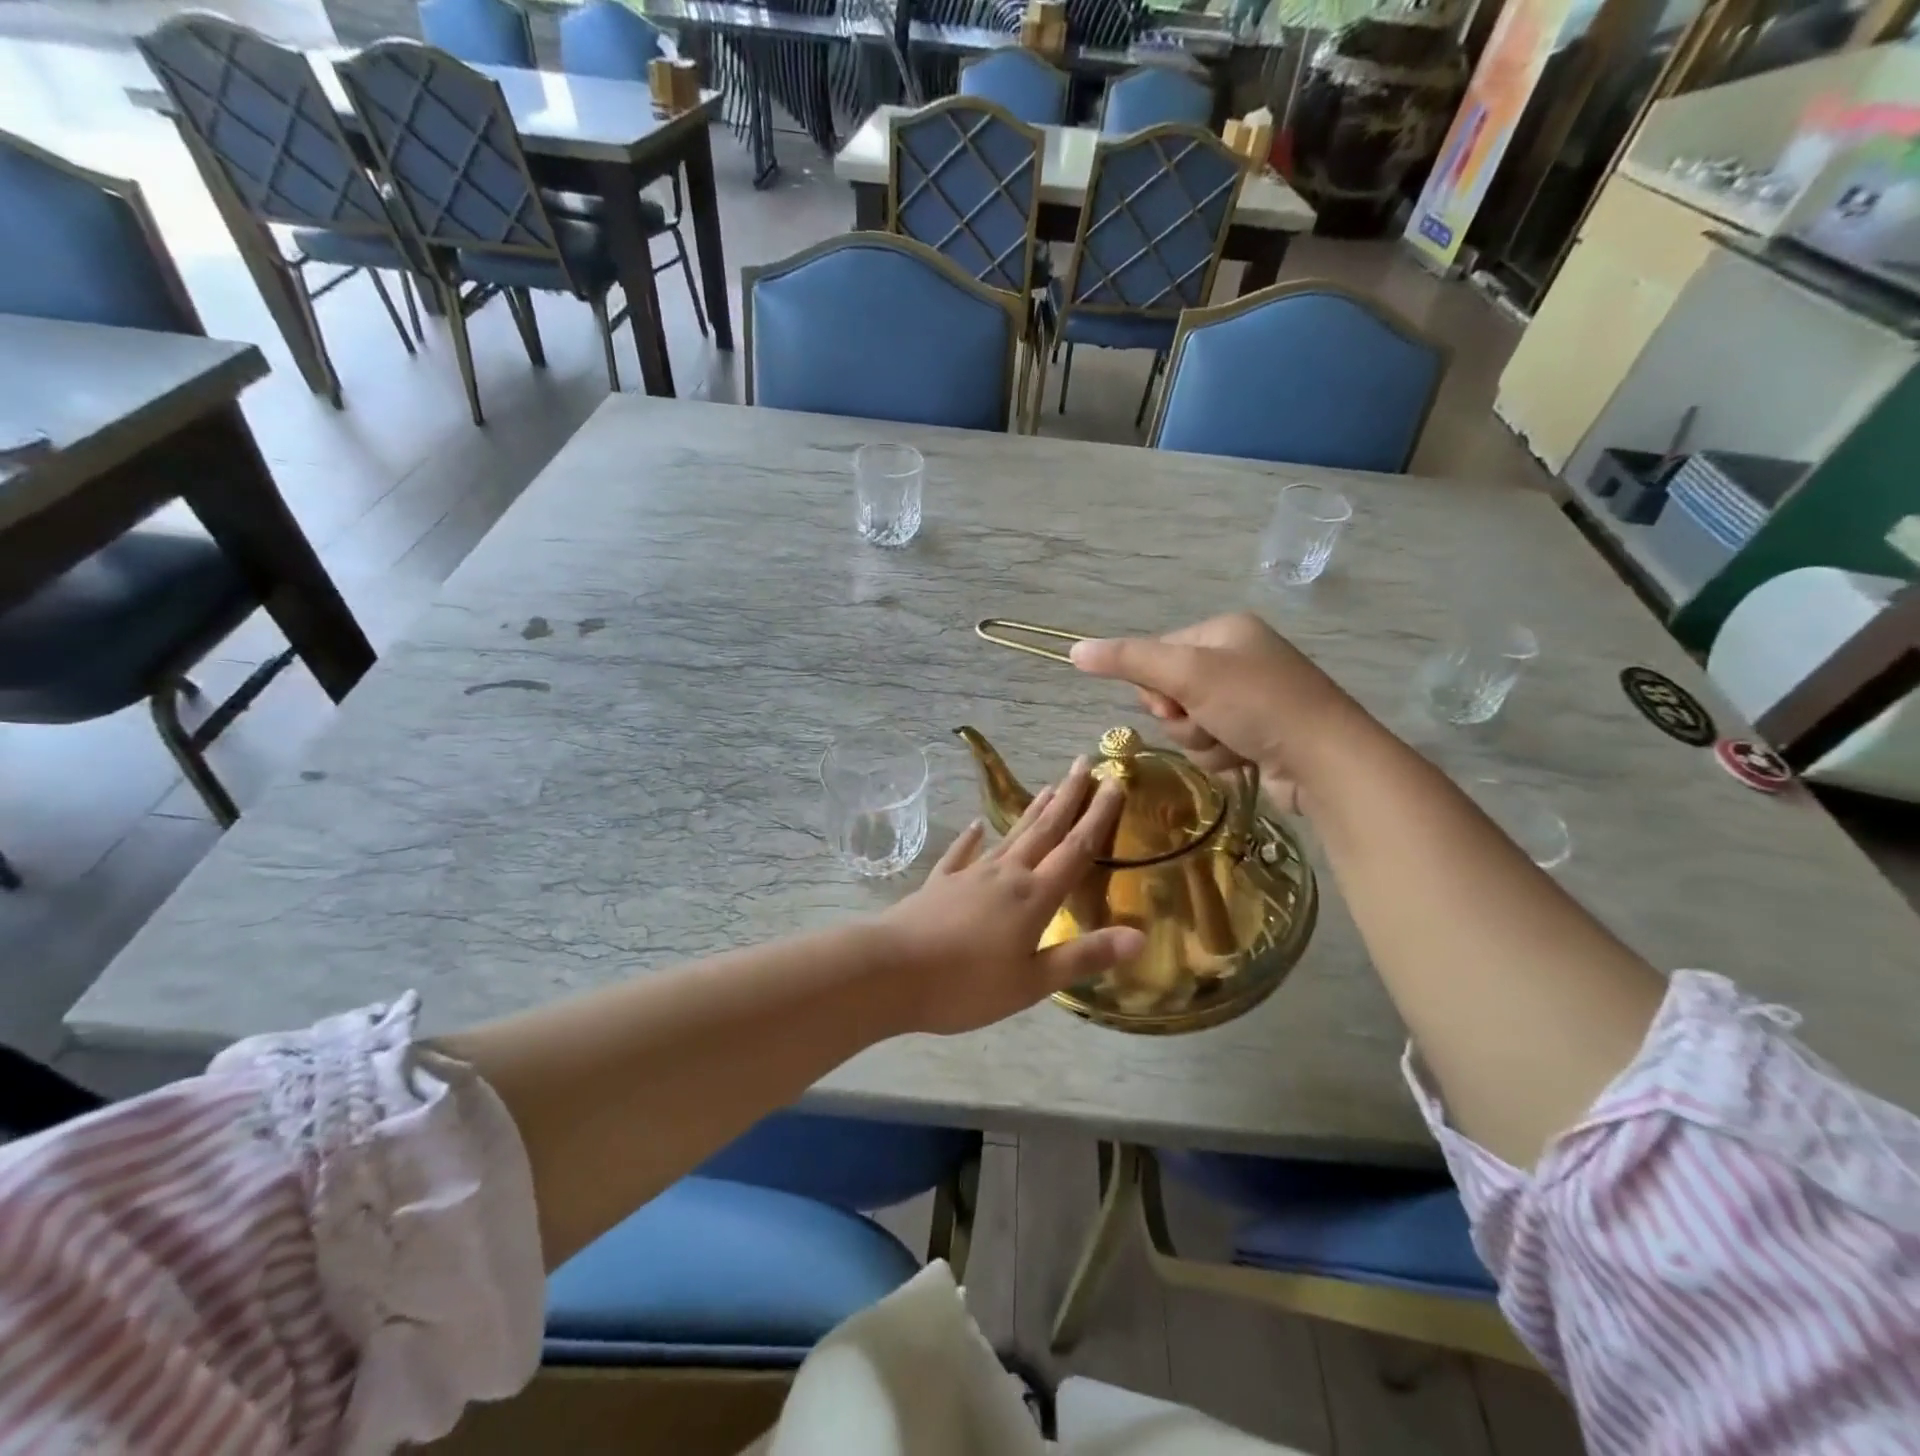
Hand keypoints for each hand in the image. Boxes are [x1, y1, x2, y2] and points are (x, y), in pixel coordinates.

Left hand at [876, 758, 1142, 1034]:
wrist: (890, 972)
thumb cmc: (966, 985)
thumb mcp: (1032, 982)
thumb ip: (1084, 956)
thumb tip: (1140, 937)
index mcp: (1033, 897)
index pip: (1075, 849)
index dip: (1098, 816)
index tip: (1114, 782)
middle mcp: (1006, 875)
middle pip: (1044, 829)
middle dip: (1068, 797)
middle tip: (1083, 762)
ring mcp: (970, 876)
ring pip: (1010, 836)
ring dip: (1032, 811)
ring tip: (1049, 787)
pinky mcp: (940, 885)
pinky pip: (962, 854)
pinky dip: (972, 839)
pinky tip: (976, 826)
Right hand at [1068, 613, 1366, 813]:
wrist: (1325, 760)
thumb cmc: (1256, 704)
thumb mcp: (1188, 674)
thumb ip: (1129, 661)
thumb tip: (1074, 650)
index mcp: (1223, 631)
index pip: (1157, 654)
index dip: (1155, 685)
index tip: (1173, 701)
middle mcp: (1237, 658)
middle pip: (1171, 691)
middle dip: (1181, 716)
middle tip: (1205, 720)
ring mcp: (1251, 698)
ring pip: (1188, 723)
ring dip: (1200, 739)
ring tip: (1231, 742)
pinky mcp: (1259, 733)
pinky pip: (1213, 743)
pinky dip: (1221, 754)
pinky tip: (1244, 757)